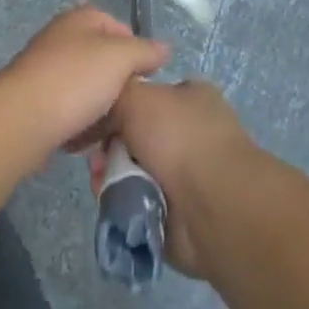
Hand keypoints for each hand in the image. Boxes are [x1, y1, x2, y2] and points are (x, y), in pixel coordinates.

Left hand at [0, 6, 169, 153]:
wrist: (23, 119)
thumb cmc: (75, 79)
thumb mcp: (120, 58)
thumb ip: (145, 51)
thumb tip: (164, 49)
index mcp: (79, 19)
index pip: (116, 25)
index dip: (135, 48)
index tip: (146, 75)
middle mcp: (60, 38)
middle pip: (101, 58)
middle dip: (117, 81)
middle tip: (130, 103)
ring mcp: (45, 70)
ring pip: (85, 87)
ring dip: (99, 106)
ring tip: (110, 126)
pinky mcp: (36, 101)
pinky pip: (68, 110)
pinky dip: (79, 123)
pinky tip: (86, 139)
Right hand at [86, 79, 256, 278]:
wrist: (212, 204)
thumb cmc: (178, 136)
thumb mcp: (136, 95)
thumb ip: (115, 94)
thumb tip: (106, 112)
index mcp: (191, 98)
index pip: (149, 96)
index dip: (120, 105)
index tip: (97, 117)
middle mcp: (191, 134)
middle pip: (136, 135)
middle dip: (111, 145)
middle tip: (96, 154)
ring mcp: (187, 176)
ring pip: (133, 170)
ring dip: (112, 174)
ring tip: (100, 179)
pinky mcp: (178, 213)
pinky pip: (138, 203)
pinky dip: (122, 202)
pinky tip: (110, 199)